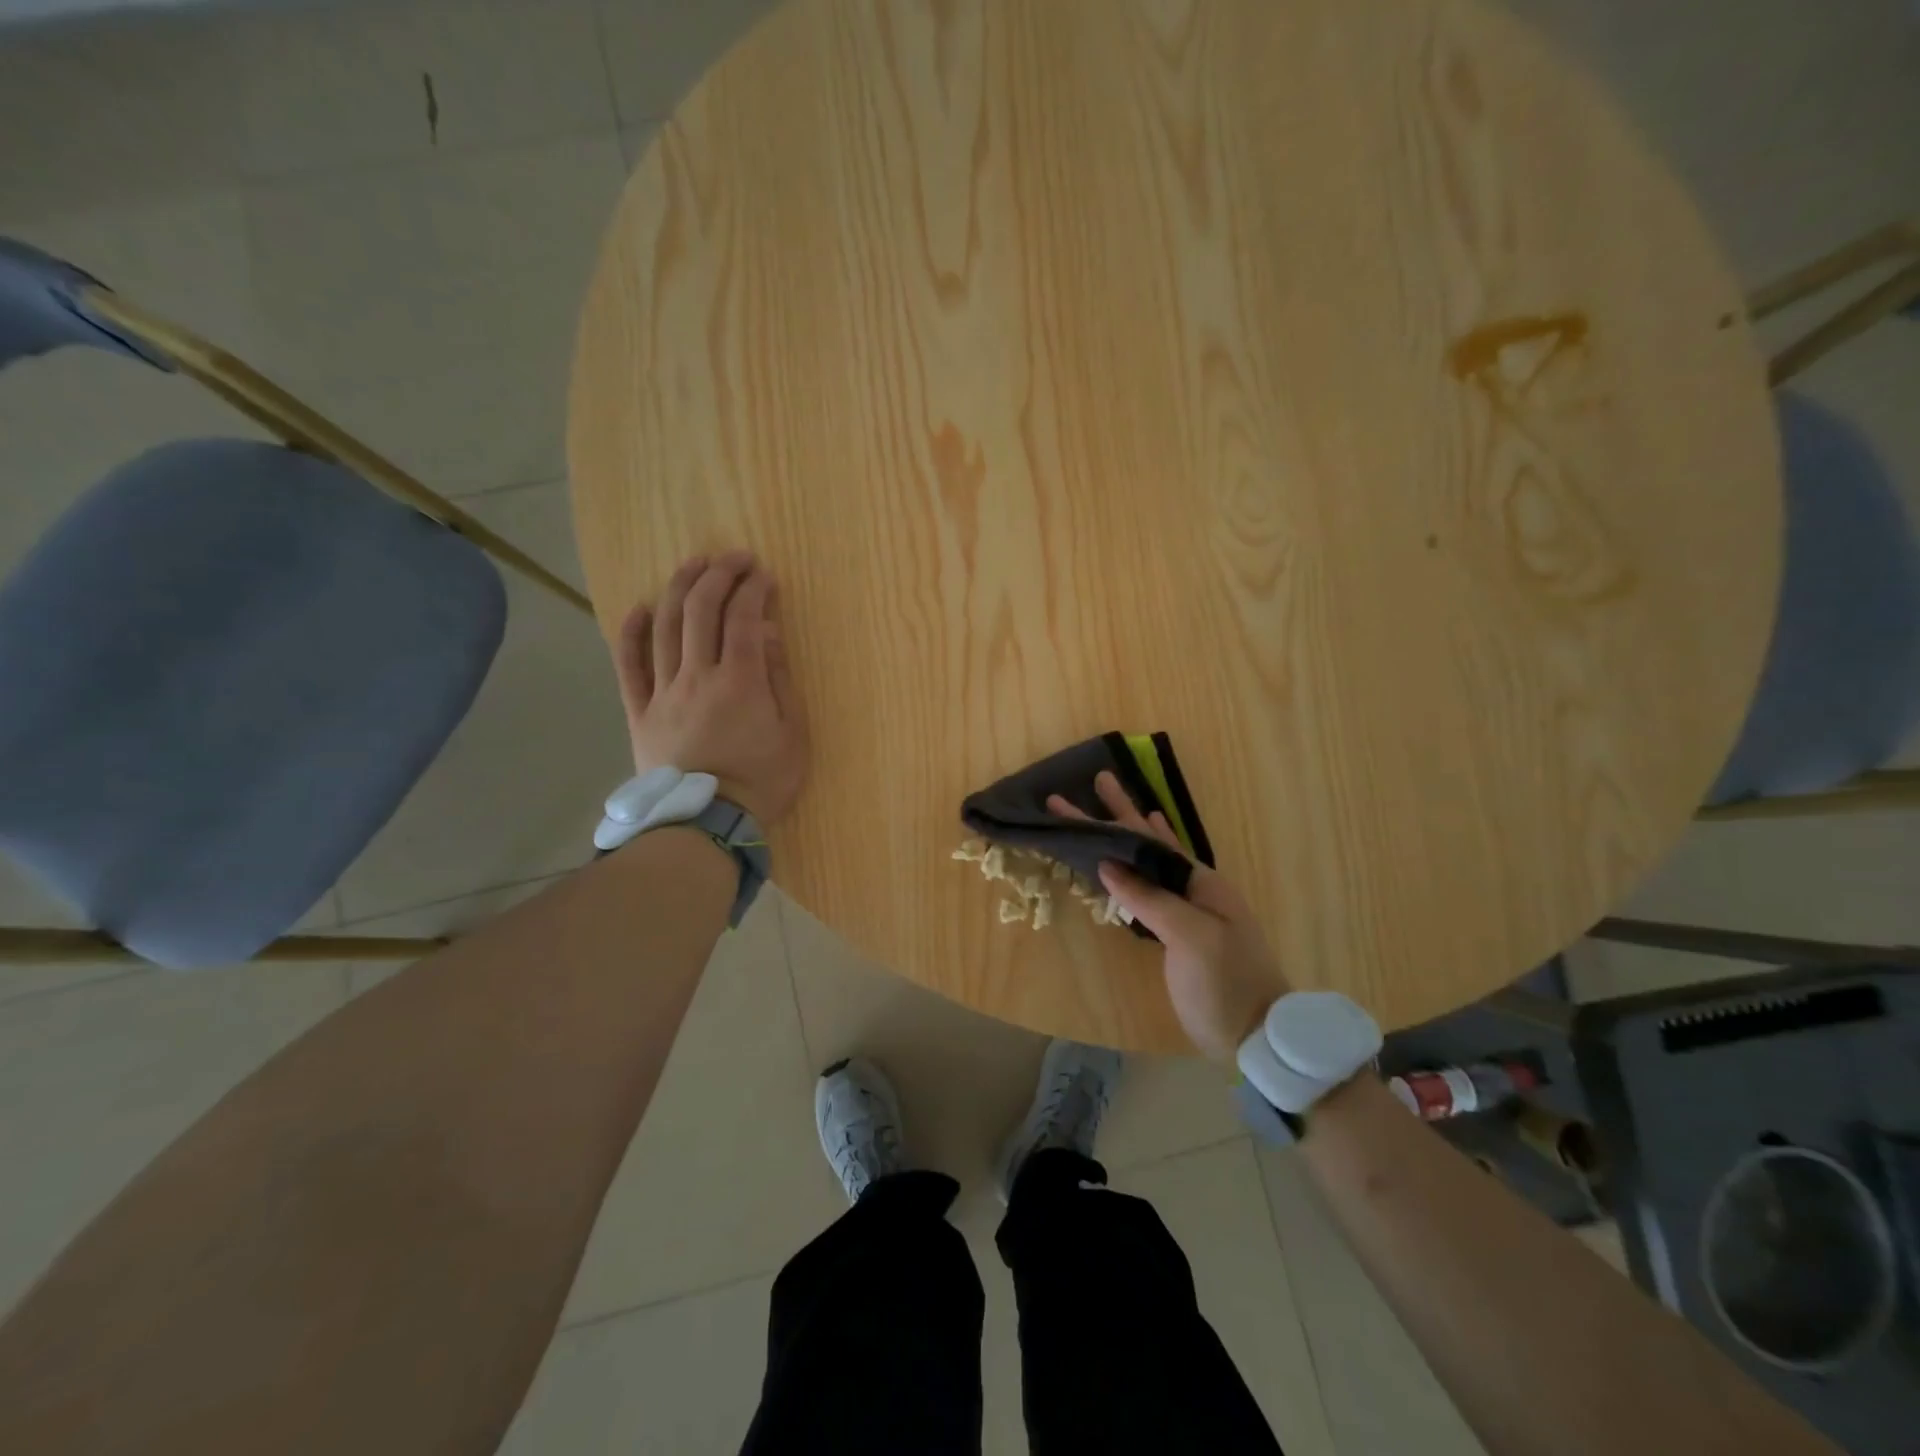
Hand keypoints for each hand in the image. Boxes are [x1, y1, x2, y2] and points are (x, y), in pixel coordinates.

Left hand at [615, 550, 808, 826]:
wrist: (708, 825)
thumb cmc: (762, 782)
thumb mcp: (793, 734)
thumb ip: (780, 680)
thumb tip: (768, 632)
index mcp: (739, 681)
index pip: (744, 618)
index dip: (754, 589)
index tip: (765, 575)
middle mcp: (697, 676)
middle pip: (701, 610)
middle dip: (719, 575)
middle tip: (734, 558)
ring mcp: (663, 692)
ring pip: (664, 627)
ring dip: (679, 588)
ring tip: (694, 565)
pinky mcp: (639, 711)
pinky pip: (628, 665)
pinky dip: (631, 632)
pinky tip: (639, 607)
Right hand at [1048, 773, 1288, 1060]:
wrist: (1256, 1034)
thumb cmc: (1226, 983)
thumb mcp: (1190, 938)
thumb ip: (1150, 899)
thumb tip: (1108, 863)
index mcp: (1200, 881)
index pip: (1148, 840)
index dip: (1115, 816)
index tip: (1085, 794)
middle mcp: (1193, 887)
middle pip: (1149, 843)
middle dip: (1119, 814)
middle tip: (1095, 782)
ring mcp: (1187, 909)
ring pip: (1150, 861)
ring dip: (1129, 834)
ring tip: (1114, 807)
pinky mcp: (1178, 932)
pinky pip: (1152, 887)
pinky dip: (1139, 867)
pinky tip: (1135, 860)